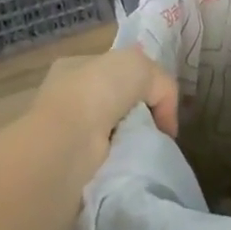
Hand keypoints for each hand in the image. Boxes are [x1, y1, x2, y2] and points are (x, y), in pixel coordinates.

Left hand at [30, 47, 179, 182]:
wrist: (68, 140)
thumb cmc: (99, 90)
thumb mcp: (142, 66)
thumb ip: (162, 84)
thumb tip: (164, 120)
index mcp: (75, 66)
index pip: (113, 70)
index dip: (139, 81)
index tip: (157, 99)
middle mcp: (67, 97)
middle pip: (115, 102)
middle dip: (136, 113)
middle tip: (157, 126)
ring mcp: (66, 131)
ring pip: (111, 132)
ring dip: (130, 139)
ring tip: (147, 145)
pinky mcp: (69, 163)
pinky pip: (107, 157)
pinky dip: (123, 159)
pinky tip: (133, 159)